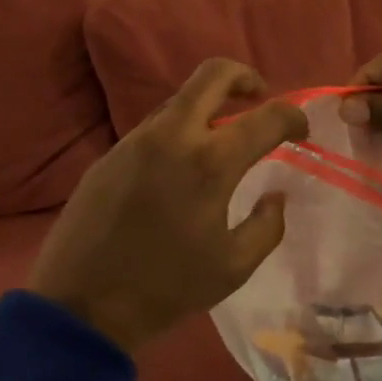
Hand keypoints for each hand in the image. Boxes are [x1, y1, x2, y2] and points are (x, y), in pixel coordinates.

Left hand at [28, 59, 309, 352]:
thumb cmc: (165, 288)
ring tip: (220, 141)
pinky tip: (180, 168)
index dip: (293, 117)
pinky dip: (179, 132)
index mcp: (210, 162)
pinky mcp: (110, 154)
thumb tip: (275, 196)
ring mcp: (136, 140)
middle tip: (259, 99)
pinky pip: (155, 127)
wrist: (80, 306)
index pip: (267, 117)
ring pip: (180, 99)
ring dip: (209, 107)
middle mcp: (173, 136)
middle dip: (245, 77)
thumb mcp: (233, 267)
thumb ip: (267, 225)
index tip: (301, 131)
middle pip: (213, 74)